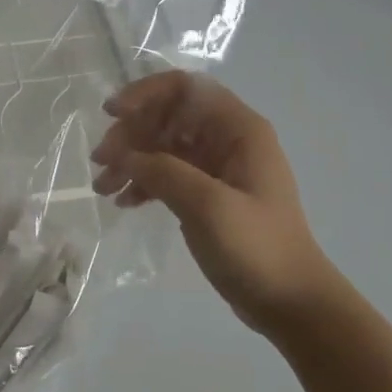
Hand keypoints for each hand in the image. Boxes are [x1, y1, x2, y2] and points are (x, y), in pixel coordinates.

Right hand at [89, 71, 341, 332]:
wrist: (290, 303)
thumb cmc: (256, 247)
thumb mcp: (207, 205)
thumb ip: (162, 171)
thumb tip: (121, 155)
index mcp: (238, 130)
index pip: (185, 88)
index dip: (145, 93)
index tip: (112, 114)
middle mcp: (227, 140)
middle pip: (167, 116)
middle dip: (130, 133)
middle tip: (101, 161)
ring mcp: (216, 168)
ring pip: (162, 146)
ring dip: (130, 160)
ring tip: (102, 186)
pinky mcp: (206, 194)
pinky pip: (166, 174)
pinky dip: (142, 182)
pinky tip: (123, 202)